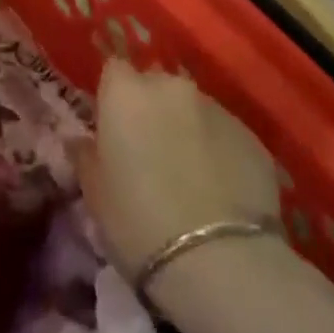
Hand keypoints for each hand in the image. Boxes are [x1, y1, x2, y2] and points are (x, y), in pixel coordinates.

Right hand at [79, 60, 281, 284]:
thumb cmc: (138, 221)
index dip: (113, 98)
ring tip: (189, 177)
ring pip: (193, 110)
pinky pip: (225, 136)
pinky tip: (220, 193)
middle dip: (152, 111)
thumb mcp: (95, 194)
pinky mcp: (253, 138)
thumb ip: (85, 157)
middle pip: (156, 86)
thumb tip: (80, 142)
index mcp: (126, 93)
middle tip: (150, 154)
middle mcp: (172, 88)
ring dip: (187, 130)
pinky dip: (219, 153)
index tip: (113, 130)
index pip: (114, 71)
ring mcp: (217, 109)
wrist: (218, 261)